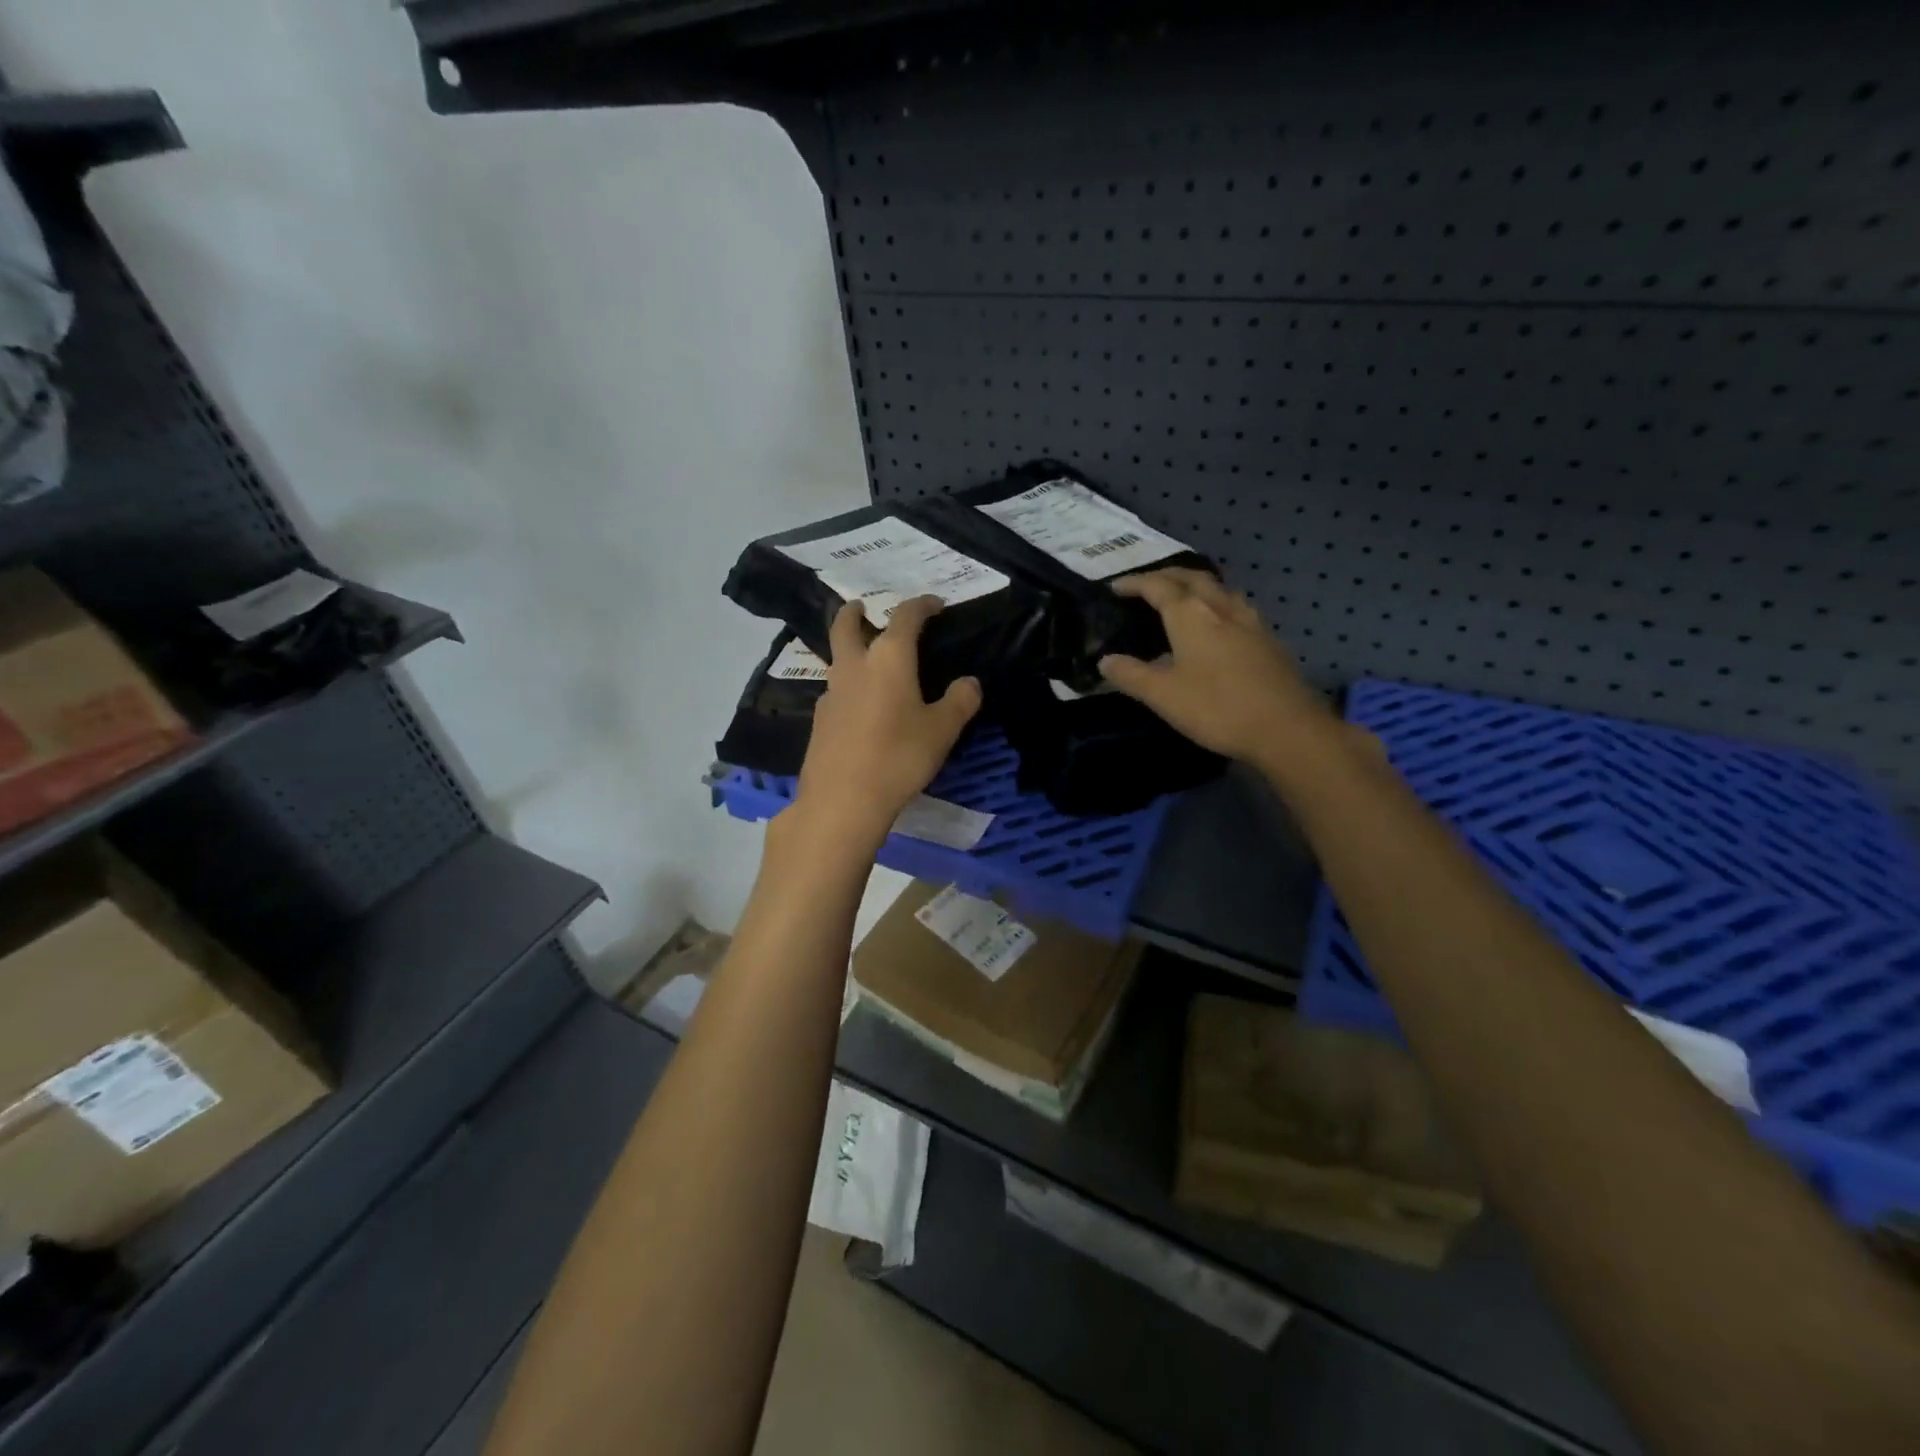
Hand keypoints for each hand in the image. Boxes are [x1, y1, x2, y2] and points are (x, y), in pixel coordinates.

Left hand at [792, 596, 981, 847]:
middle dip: (855, 612)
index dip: (921, 605)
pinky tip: (860, 705)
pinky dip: (847, 684)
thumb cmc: (899, 757)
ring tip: (866, 658)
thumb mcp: (942, 731)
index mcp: (888, 658)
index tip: (934, 604)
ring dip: (849, 648)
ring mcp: (832, 693)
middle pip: (847, 626)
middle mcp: (855, 666)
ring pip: (837, 658)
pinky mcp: (820, 720)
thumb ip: (959, 701)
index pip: (904, 616)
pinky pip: (835, 689)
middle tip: (862, 606)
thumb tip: (970, 682)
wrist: (843, 799)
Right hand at [1097, 568, 1338, 767]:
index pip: (1157, 586)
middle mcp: (1220, 607)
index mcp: (1190, 615)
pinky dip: (1216, 604)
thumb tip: (1105, 661)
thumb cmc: (1217, 708)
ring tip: (1181, 598)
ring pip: (1218, 588)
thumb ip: (1131, 675)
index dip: (1134, 583)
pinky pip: (1235, 607)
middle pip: (1191, 577)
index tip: (1115, 587)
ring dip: (1195, 585)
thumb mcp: (1163, 695)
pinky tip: (1216, 625)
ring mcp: (1249, 621)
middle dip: (1165, 575)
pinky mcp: (1267, 638)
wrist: (1286, 727)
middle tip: (1146, 585)